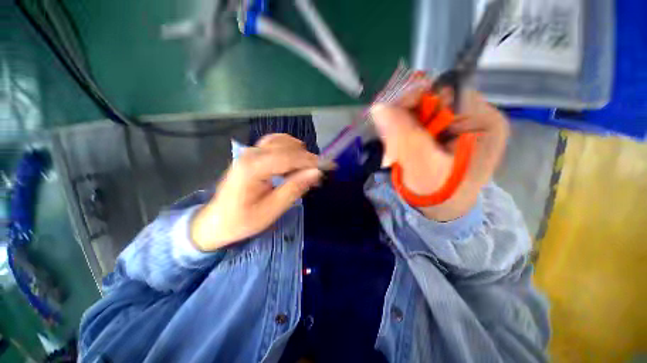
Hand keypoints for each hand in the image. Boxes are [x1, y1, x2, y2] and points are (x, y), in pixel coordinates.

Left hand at [191, 134, 321, 250]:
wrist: (216, 222)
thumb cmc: (242, 221)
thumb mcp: (271, 210)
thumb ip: (294, 189)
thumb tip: (316, 173)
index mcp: (253, 168)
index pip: (289, 157)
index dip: (311, 161)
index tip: (330, 166)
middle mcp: (251, 154)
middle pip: (287, 147)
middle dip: (307, 158)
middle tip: (319, 174)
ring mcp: (250, 152)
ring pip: (282, 142)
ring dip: (299, 153)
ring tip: (309, 170)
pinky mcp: (252, 155)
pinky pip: (274, 144)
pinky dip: (289, 149)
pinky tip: (295, 160)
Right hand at [371, 89, 508, 220]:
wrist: (441, 207)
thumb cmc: (438, 192)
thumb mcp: (420, 165)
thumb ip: (402, 135)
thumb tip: (379, 107)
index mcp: (483, 120)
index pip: (445, 90)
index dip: (413, 98)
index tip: (388, 114)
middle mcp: (476, 114)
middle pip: (433, 98)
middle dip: (405, 116)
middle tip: (392, 140)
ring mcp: (460, 121)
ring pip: (422, 109)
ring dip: (402, 125)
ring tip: (396, 148)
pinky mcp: (444, 129)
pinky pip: (418, 119)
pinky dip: (404, 130)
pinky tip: (401, 146)